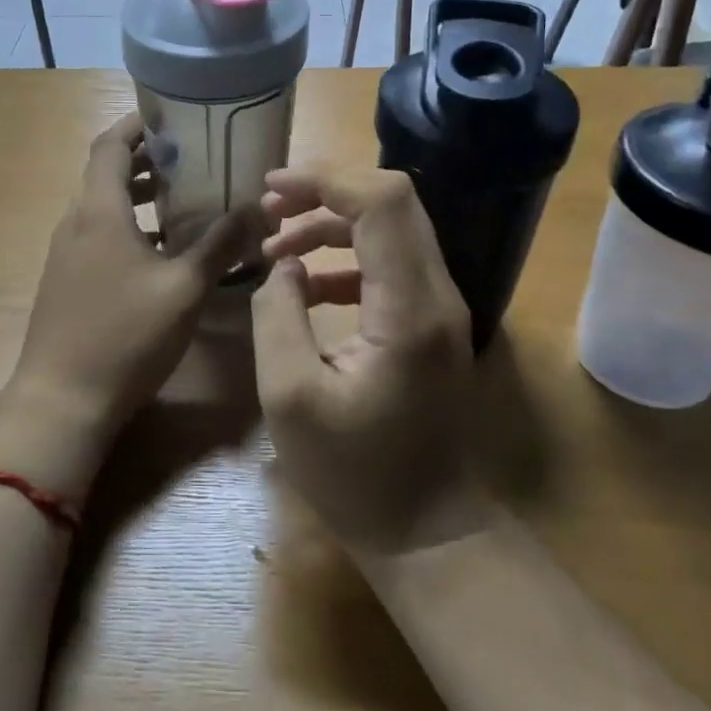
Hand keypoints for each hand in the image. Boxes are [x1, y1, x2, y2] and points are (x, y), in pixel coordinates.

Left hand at [0, 114, 251, 489]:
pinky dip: (128, 227)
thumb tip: (258, 208)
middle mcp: (75, 223)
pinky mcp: (66, 281)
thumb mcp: (184, 289)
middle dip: (145, 160)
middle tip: (191, 157)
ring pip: (102, 207)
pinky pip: (98, 236)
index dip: (137, 125)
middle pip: (105, 173)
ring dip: (137, 196)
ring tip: (182, 198)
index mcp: (98, 211)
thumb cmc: (126, 336)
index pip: (109, 145)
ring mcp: (66, 254)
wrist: (62, 400)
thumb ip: (220, 245)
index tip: (172, 116)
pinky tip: (161, 251)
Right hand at [251, 166, 488, 552]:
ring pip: (392, 228)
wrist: (427, 531)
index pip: (382, 202)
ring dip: (333, 222)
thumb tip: (283, 266)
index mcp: (408, 308)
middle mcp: (437, 294)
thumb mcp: (290, 398)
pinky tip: (305, 282)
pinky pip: (390, 263)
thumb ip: (277, 316)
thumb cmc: (354, 474)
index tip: (272, 188)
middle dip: (327, 190)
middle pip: (393, 201)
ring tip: (276, 244)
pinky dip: (346, 256)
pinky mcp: (431, 322)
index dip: (326, 179)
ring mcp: (440, 307)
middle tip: (270, 206)